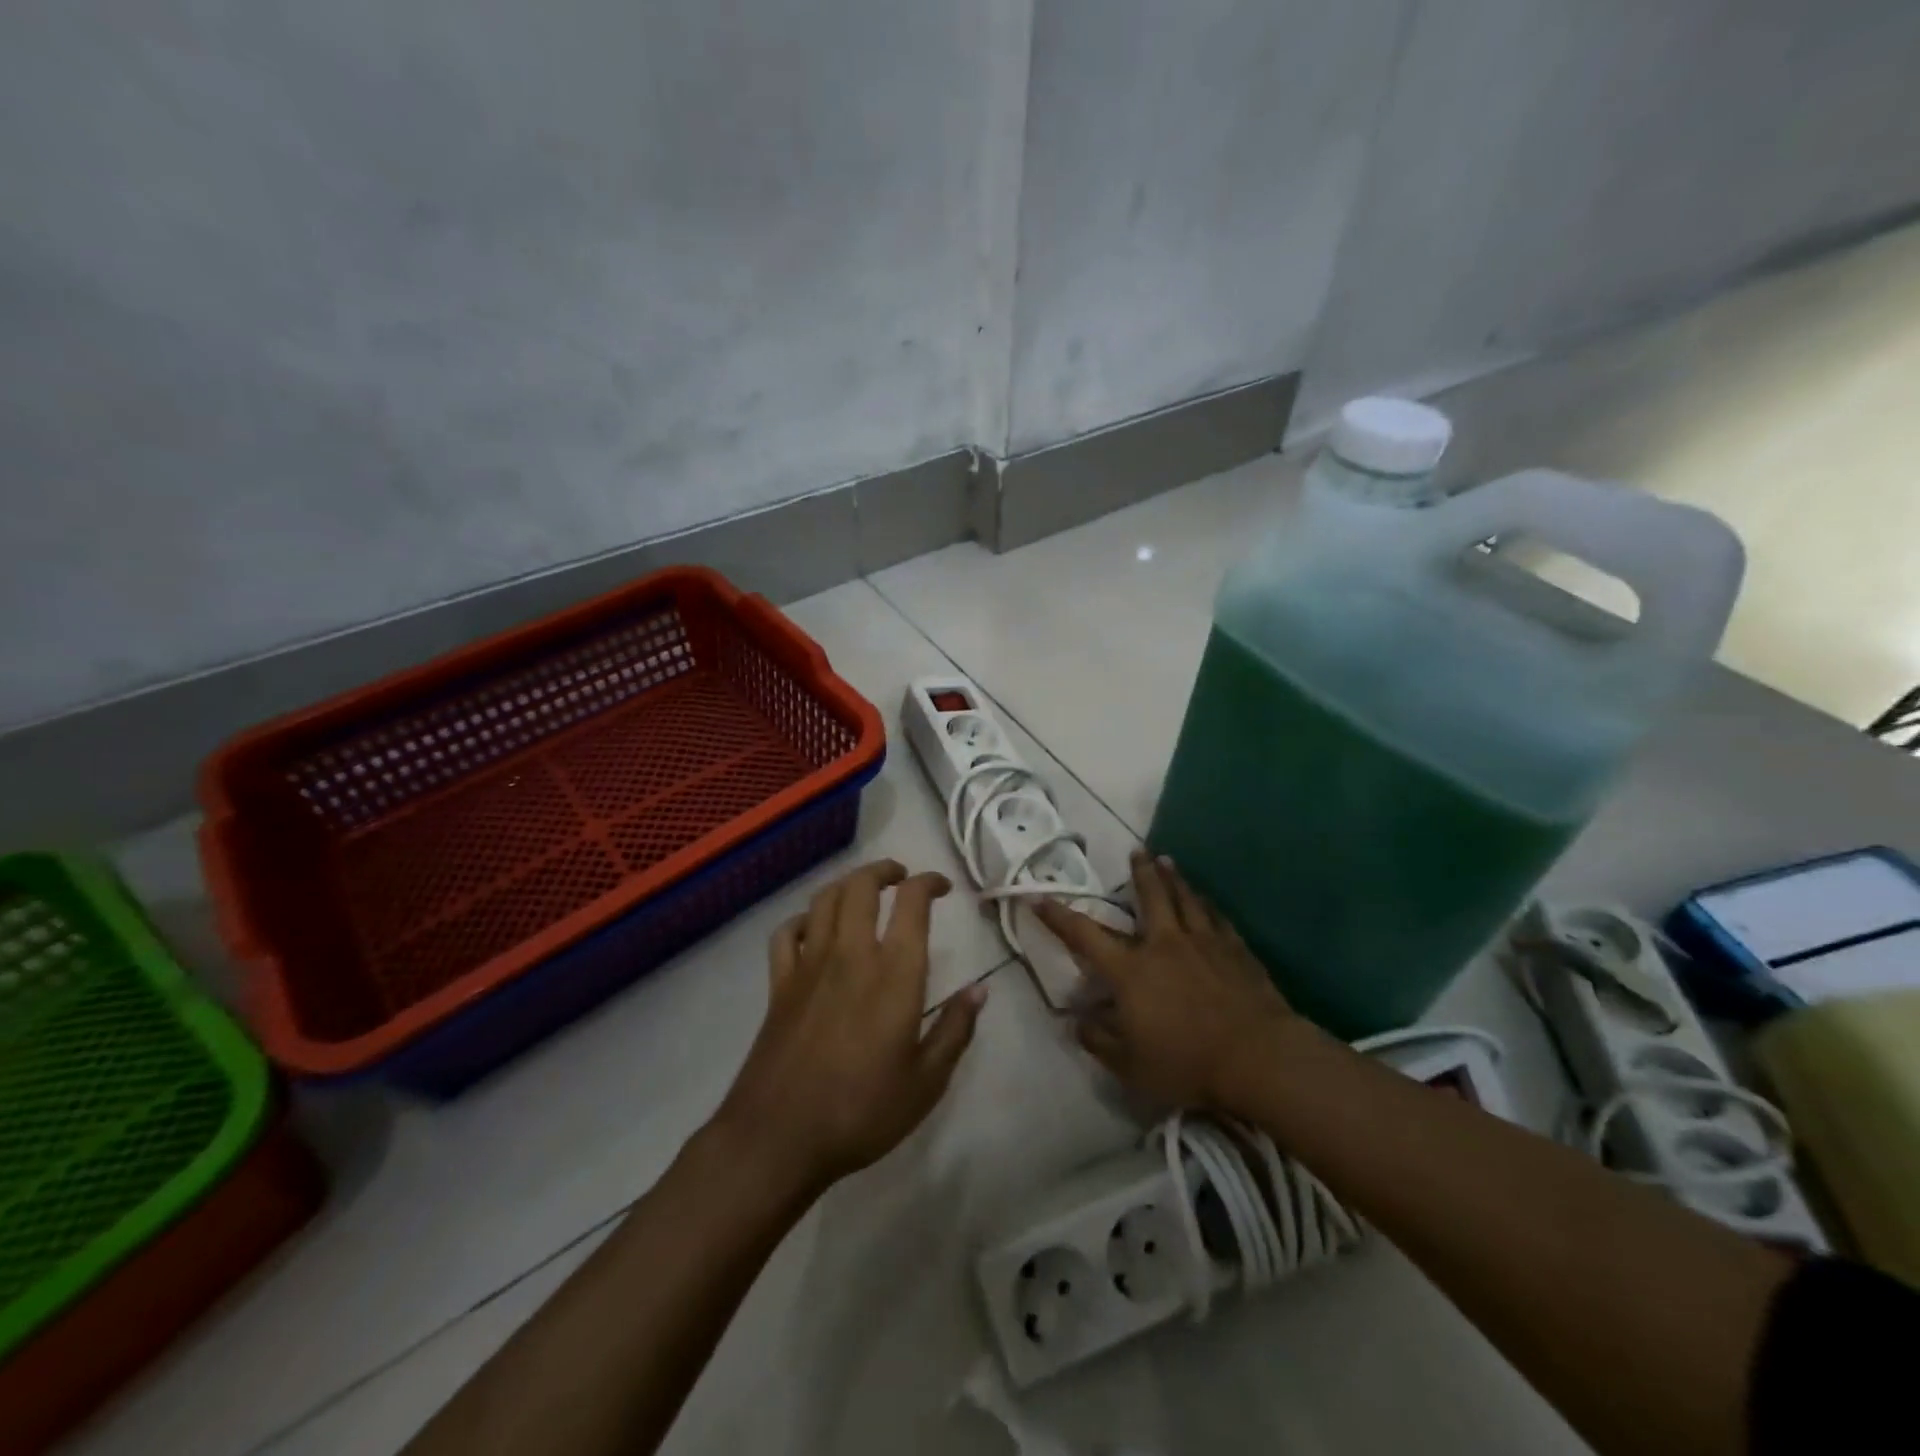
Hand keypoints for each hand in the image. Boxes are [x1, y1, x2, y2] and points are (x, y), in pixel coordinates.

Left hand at [714, 859, 985, 1193]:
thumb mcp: (927, 1081)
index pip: (912, 902)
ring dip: (847, 885)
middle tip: (902, 877)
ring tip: (864, 891)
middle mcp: (851, 954)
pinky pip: (786, 933)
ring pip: (824, 900)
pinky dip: (803, 919)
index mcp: (894, 973)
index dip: (929, 882)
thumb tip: (980, 989)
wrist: (779, 1137)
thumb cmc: (862, 1112)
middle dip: (884, 870)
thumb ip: (955, 1029)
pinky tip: (814, 929)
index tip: (942, 887)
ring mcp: (809, 965)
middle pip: (861, 886)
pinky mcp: (779, 984)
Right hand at [1035, 851, 1294, 1112]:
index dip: (1058, 916)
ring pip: (1185, 899)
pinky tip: (1208, 901)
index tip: (1039, 896)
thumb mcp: (1130, 1065)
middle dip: (1139, 873)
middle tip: (1136, 851)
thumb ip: (1099, 1040)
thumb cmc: (1186, 1063)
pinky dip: (1208, 906)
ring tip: (1167, 860)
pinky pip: (1218, 919)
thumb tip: (1077, 1021)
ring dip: (1174, 878)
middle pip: (1149, 897)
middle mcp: (1164, 945)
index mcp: (1131, 970)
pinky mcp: (1236, 951)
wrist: (1258, 1058)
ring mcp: (1203, 943)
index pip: (1084, 935)